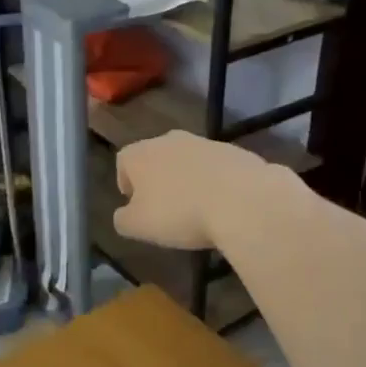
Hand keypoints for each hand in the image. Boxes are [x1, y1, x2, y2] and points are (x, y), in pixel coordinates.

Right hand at [113, 131, 271, 251]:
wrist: (242, 200)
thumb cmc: (180, 213)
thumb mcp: (138, 227)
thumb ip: (123, 219)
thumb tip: (123, 214)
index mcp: (140, 153)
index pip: (123, 162)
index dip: (126, 184)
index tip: (136, 207)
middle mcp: (169, 140)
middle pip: (156, 158)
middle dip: (158, 181)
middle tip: (165, 209)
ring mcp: (204, 142)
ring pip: (187, 161)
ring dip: (187, 181)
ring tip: (196, 210)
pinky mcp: (233, 151)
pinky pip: (215, 168)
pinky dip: (214, 183)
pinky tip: (222, 206)